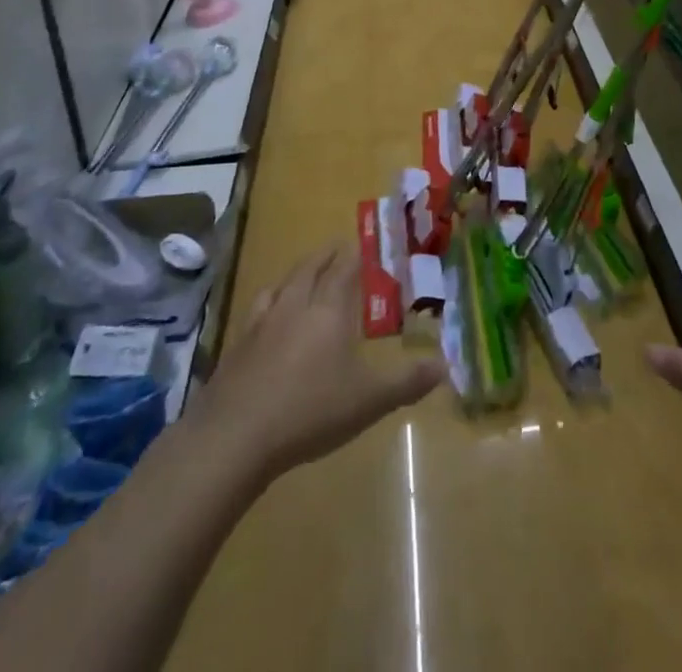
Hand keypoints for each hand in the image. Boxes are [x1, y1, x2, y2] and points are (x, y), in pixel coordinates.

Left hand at [196, 243, 445, 483]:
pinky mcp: (236, 347)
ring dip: (294, 275)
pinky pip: (256, 311)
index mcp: (329, 311)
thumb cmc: (310, 411)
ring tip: (301, 274)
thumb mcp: (369, 401)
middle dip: (324, 256)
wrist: (235, 436)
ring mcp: (261, 324)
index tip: (360, 243)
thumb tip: (446, 366)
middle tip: (335, 247)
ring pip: (280, 286)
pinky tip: (265, 316)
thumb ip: (407, 382)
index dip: (353, 256)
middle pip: (309, 269)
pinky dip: (267, 303)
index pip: (343, 270)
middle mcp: (295, 306)